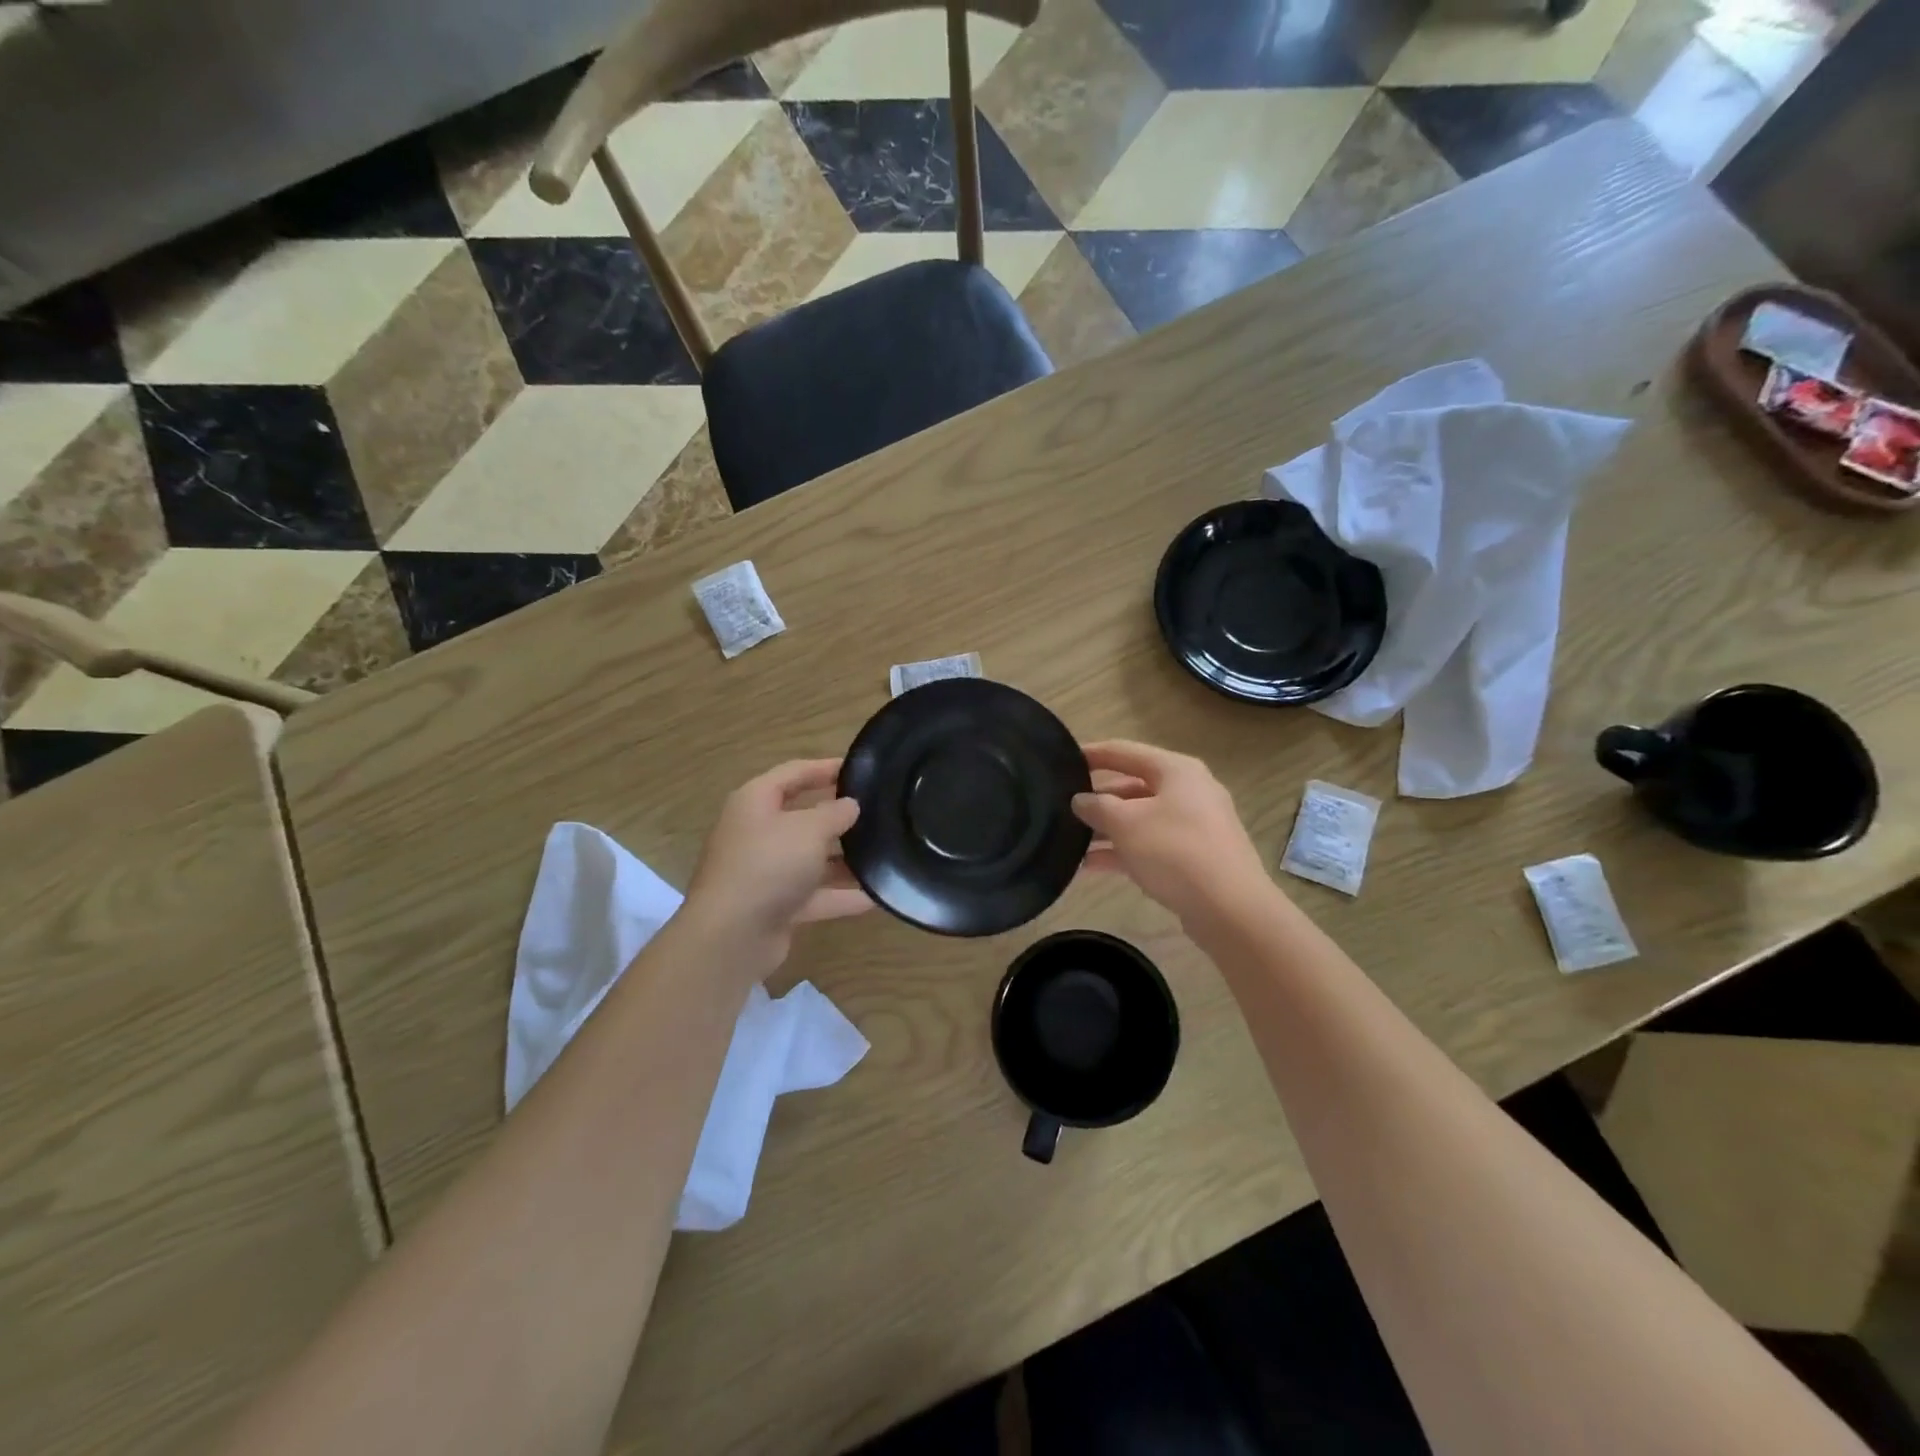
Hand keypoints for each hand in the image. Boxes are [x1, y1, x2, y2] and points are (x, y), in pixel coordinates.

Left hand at [684, 759, 871, 965]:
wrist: (731, 936)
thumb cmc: (768, 865)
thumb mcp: (809, 830)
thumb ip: (835, 813)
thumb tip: (851, 805)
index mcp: (756, 802)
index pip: (794, 773)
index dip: (826, 768)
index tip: (861, 768)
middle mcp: (758, 833)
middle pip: (803, 817)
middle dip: (839, 816)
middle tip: (878, 811)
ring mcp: (766, 872)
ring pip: (811, 859)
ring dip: (844, 859)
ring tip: (885, 853)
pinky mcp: (776, 906)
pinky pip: (815, 895)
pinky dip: (842, 896)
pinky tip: (877, 896)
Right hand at [1073, 740, 1271, 925]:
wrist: (1230, 909)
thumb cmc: (1174, 851)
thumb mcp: (1125, 824)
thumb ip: (1097, 806)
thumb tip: (1081, 799)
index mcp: (1176, 770)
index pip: (1124, 751)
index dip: (1092, 754)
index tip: (1062, 759)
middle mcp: (1188, 791)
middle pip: (1133, 786)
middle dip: (1098, 799)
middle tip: (1063, 808)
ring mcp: (1194, 826)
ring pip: (1141, 819)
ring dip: (1107, 830)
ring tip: (1071, 842)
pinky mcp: (1195, 858)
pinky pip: (1151, 846)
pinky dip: (1123, 852)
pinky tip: (1091, 867)